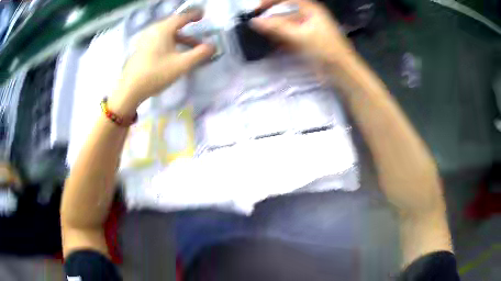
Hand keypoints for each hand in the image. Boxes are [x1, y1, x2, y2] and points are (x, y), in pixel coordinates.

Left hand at [110, 10, 215, 115]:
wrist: (129, 90)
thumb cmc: (156, 74)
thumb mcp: (181, 65)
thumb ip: (199, 54)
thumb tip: (213, 46)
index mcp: (163, 29)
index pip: (182, 17)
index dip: (194, 15)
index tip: (203, 14)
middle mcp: (153, 30)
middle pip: (173, 25)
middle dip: (188, 30)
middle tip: (198, 35)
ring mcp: (145, 39)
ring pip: (166, 34)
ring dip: (180, 39)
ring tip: (189, 49)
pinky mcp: (141, 49)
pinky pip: (159, 40)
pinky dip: (169, 43)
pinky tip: (173, 54)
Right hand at [251, 0, 353, 64]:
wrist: (341, 71)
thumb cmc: (324, 49)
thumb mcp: (300, 36)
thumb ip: (277, 27)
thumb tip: (254, 21)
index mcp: (310, 9)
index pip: (286, 0)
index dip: (270, 2)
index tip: (256, 9)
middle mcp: (308, 16)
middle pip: (285, 12)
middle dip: (270, 17)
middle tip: (256, 25)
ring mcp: (307, 29)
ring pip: (286, 25)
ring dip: (274, 29)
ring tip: (261, 35)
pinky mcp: (306, 41)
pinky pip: (289, 36)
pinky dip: (280, 39)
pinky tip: (271, 43)